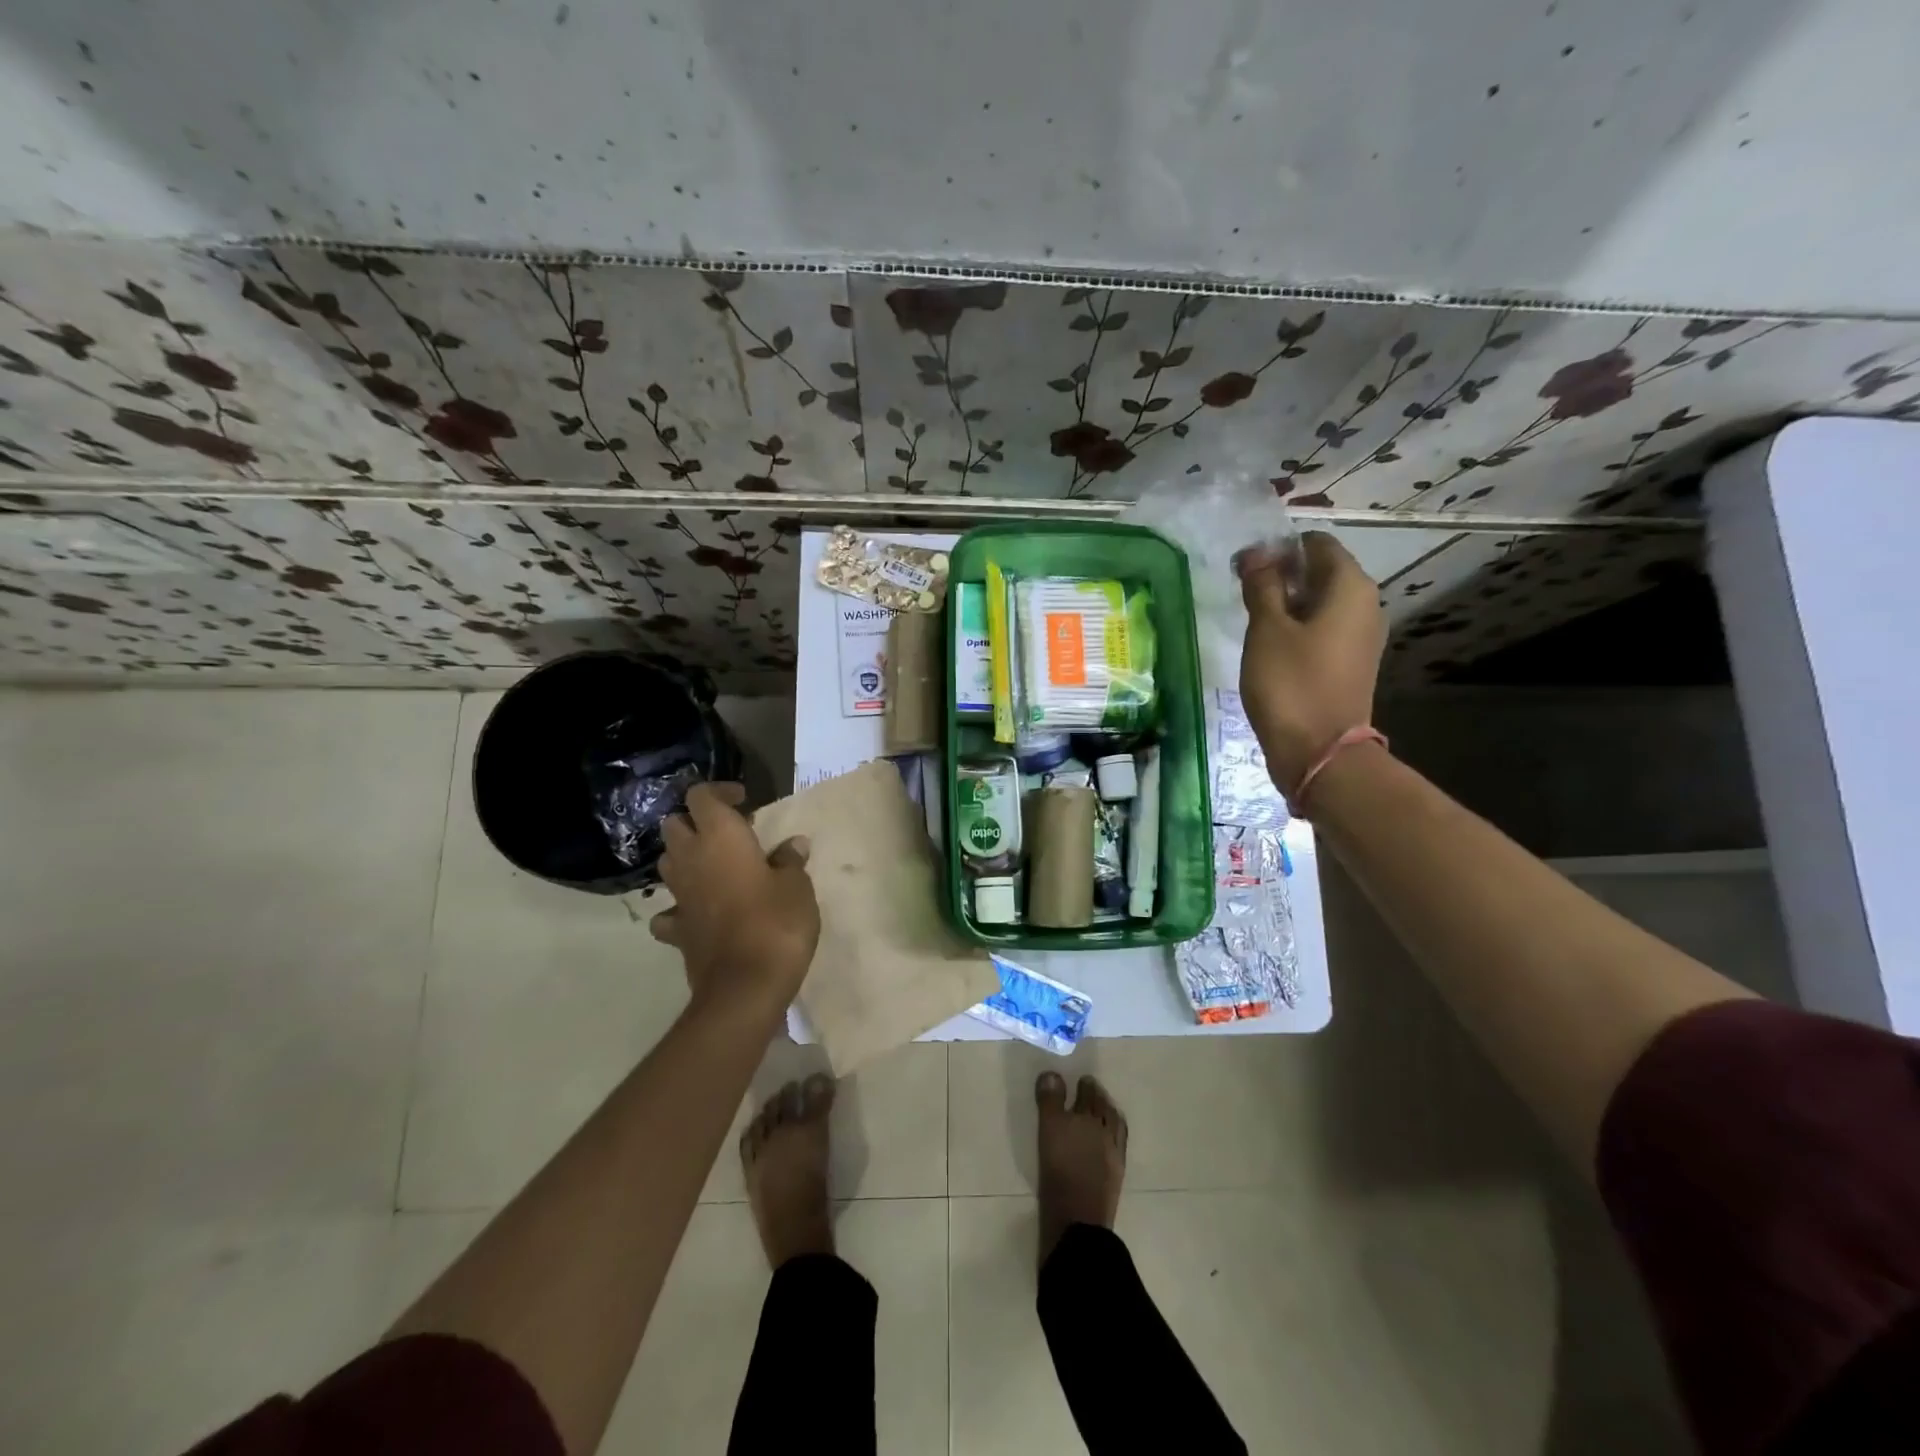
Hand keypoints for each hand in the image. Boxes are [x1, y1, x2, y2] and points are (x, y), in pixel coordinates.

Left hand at [648, 782, 819, 1013]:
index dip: (719, 791)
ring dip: (686, 858)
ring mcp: (679, 896)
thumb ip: (790, 861)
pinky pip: (670, 910)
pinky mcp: (677, 930)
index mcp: (720, 837)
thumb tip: (793, 845)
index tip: (745, 800)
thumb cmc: (776, 922)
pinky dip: (680, 906)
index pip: (701, 796)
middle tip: (729, 833)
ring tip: (716, 866)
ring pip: (668, 862)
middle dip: (696, 822)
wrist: (745, 986)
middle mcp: (691, 859)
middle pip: (675, 825)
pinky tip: (699, 911)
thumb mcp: (797, 886)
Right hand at [1236, 532, 1386, 791]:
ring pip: (1322, 601)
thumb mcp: (1267, 629)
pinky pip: (1325, 627)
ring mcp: (1361, 635)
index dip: (1279, 548)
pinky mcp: (1351, 661)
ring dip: (1288, 601)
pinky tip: (1270, 642)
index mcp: (1350, 587)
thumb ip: (1262, 585)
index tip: (1244, 566)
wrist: (1319, 751)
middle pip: (1322, 571)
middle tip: (1243, 590)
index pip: (1317, 544)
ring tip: (1252, 616)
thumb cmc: (1290, 683)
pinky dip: (1299, 625)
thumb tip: (1256, 554)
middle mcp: (1365, 603)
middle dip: (1282, 573)